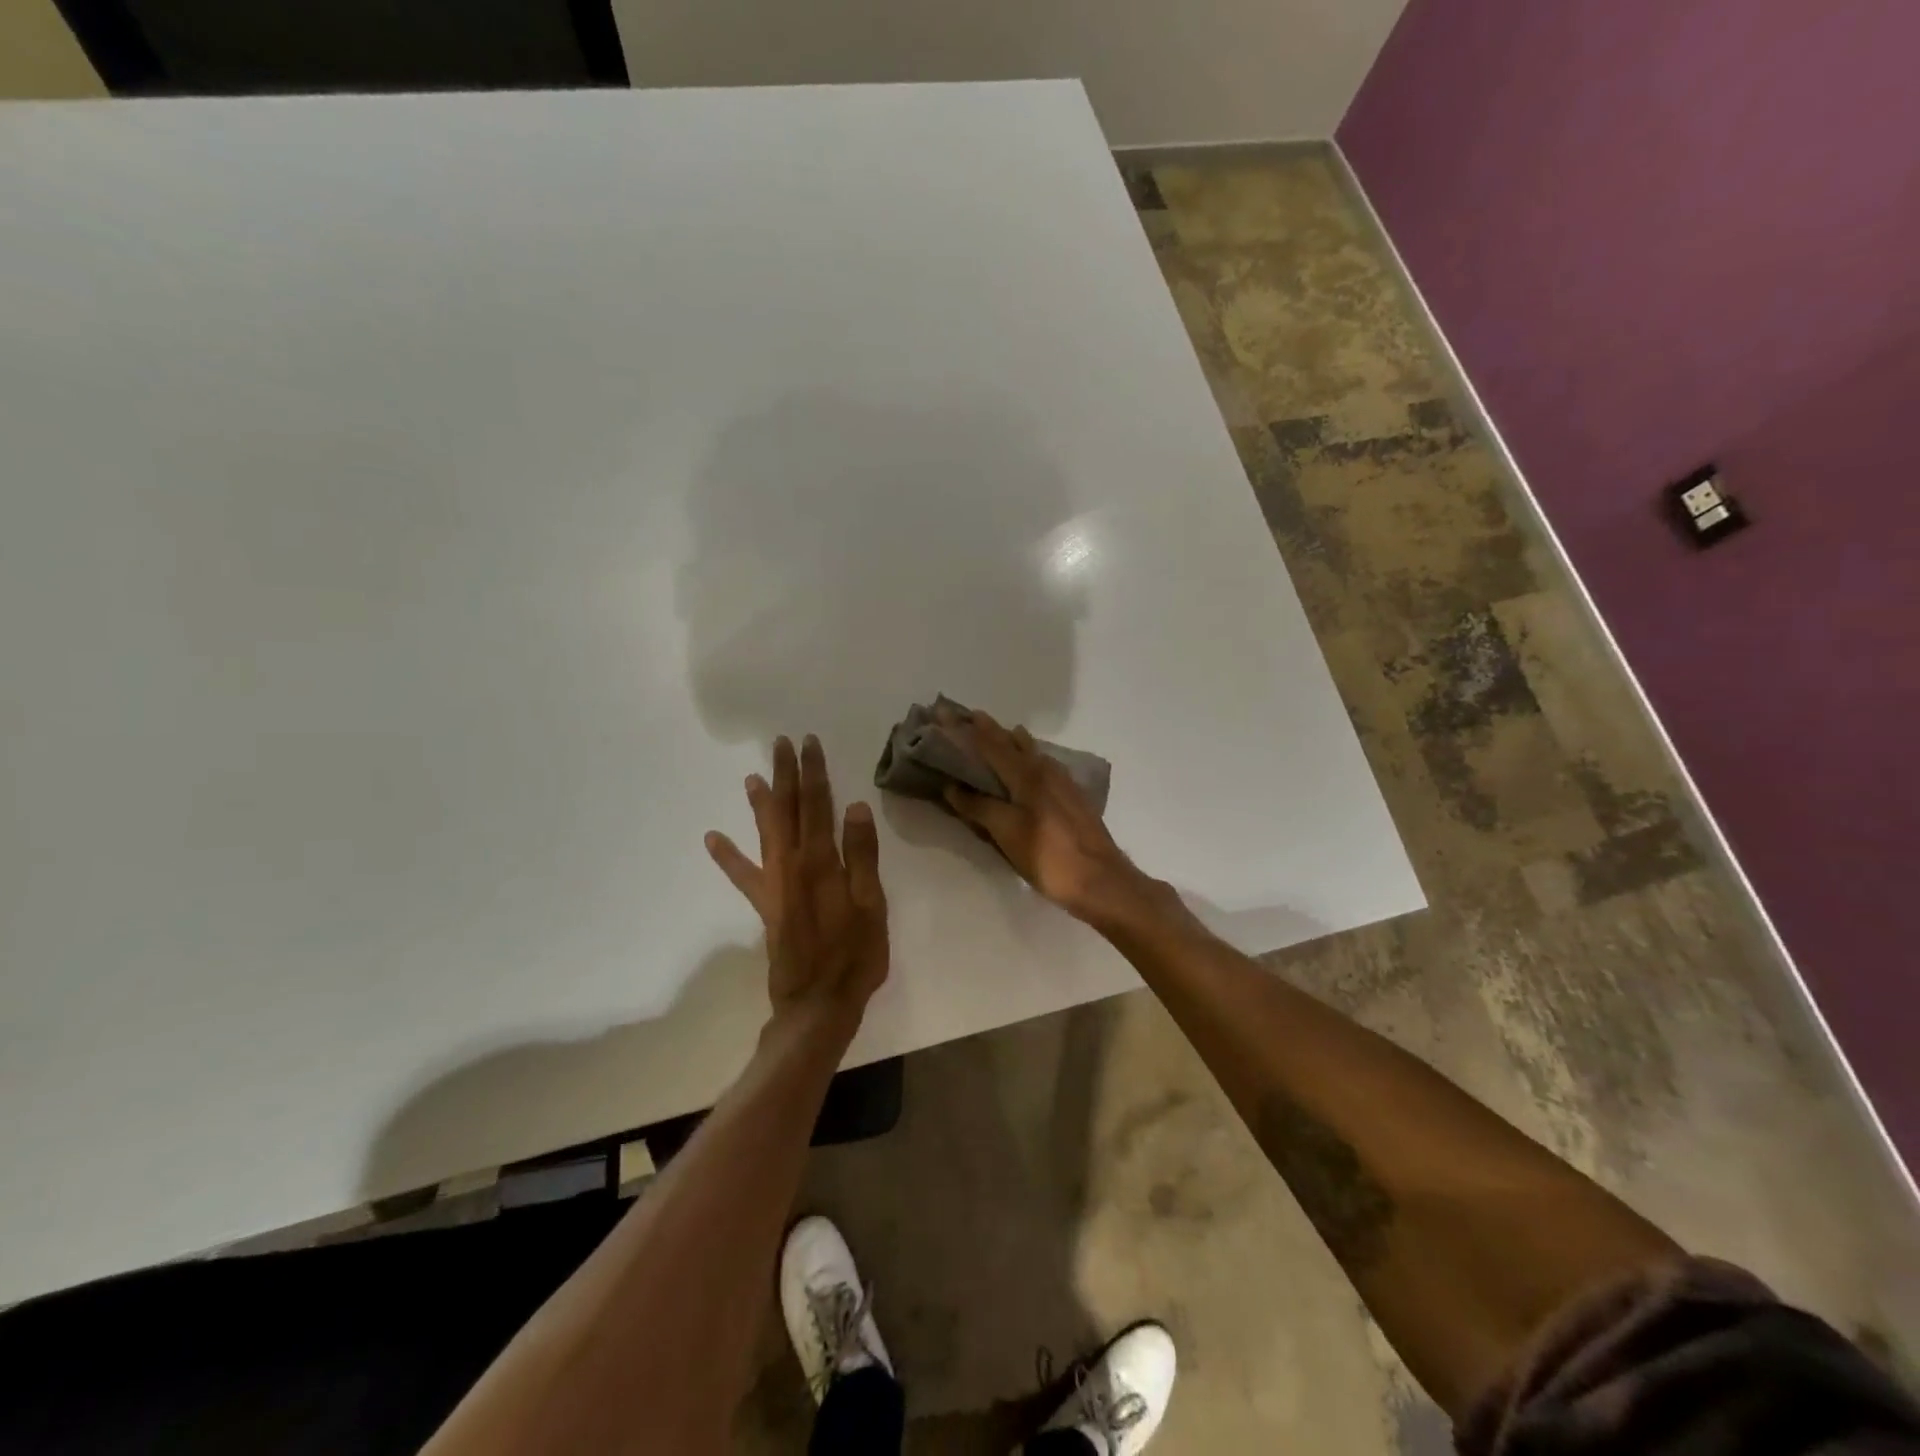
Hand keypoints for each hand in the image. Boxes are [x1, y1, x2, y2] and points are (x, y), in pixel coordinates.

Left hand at [705, 735, 888, 1018]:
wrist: (818, 1003)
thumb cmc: (855, 954)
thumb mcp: (872, 904)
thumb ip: (862, 855)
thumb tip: (855, 806)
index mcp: (823, 861)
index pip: (819, 805)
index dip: (814, 772)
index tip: (809, 743)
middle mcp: (793, 864)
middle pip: (788, 810)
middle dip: (786, 775)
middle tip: (781, 744)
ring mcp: (775, 884)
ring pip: (766, 833)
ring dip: (760, 803)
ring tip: (752, 777)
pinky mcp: (766, 905)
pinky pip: (743, 875)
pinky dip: (728, 856)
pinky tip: (712, 839)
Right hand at [940, 710, 1154, 926]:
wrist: (1100, 879)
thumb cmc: (1048, 856)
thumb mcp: (1007, 832)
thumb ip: (980, 807)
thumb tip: (952, 787)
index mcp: (1026, 775)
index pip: (990, 744)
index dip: (967, 729)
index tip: (946, 711)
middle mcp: (1045, 770)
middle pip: (1013, 743)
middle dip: (990, 730)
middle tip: (970, 718)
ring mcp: (1063, 783)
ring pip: (1033, 752)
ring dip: (1013, 741)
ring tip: (1002, 733)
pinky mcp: (1073, 798)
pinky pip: (1045, 766)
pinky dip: (1030, 757)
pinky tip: (1033, 764)